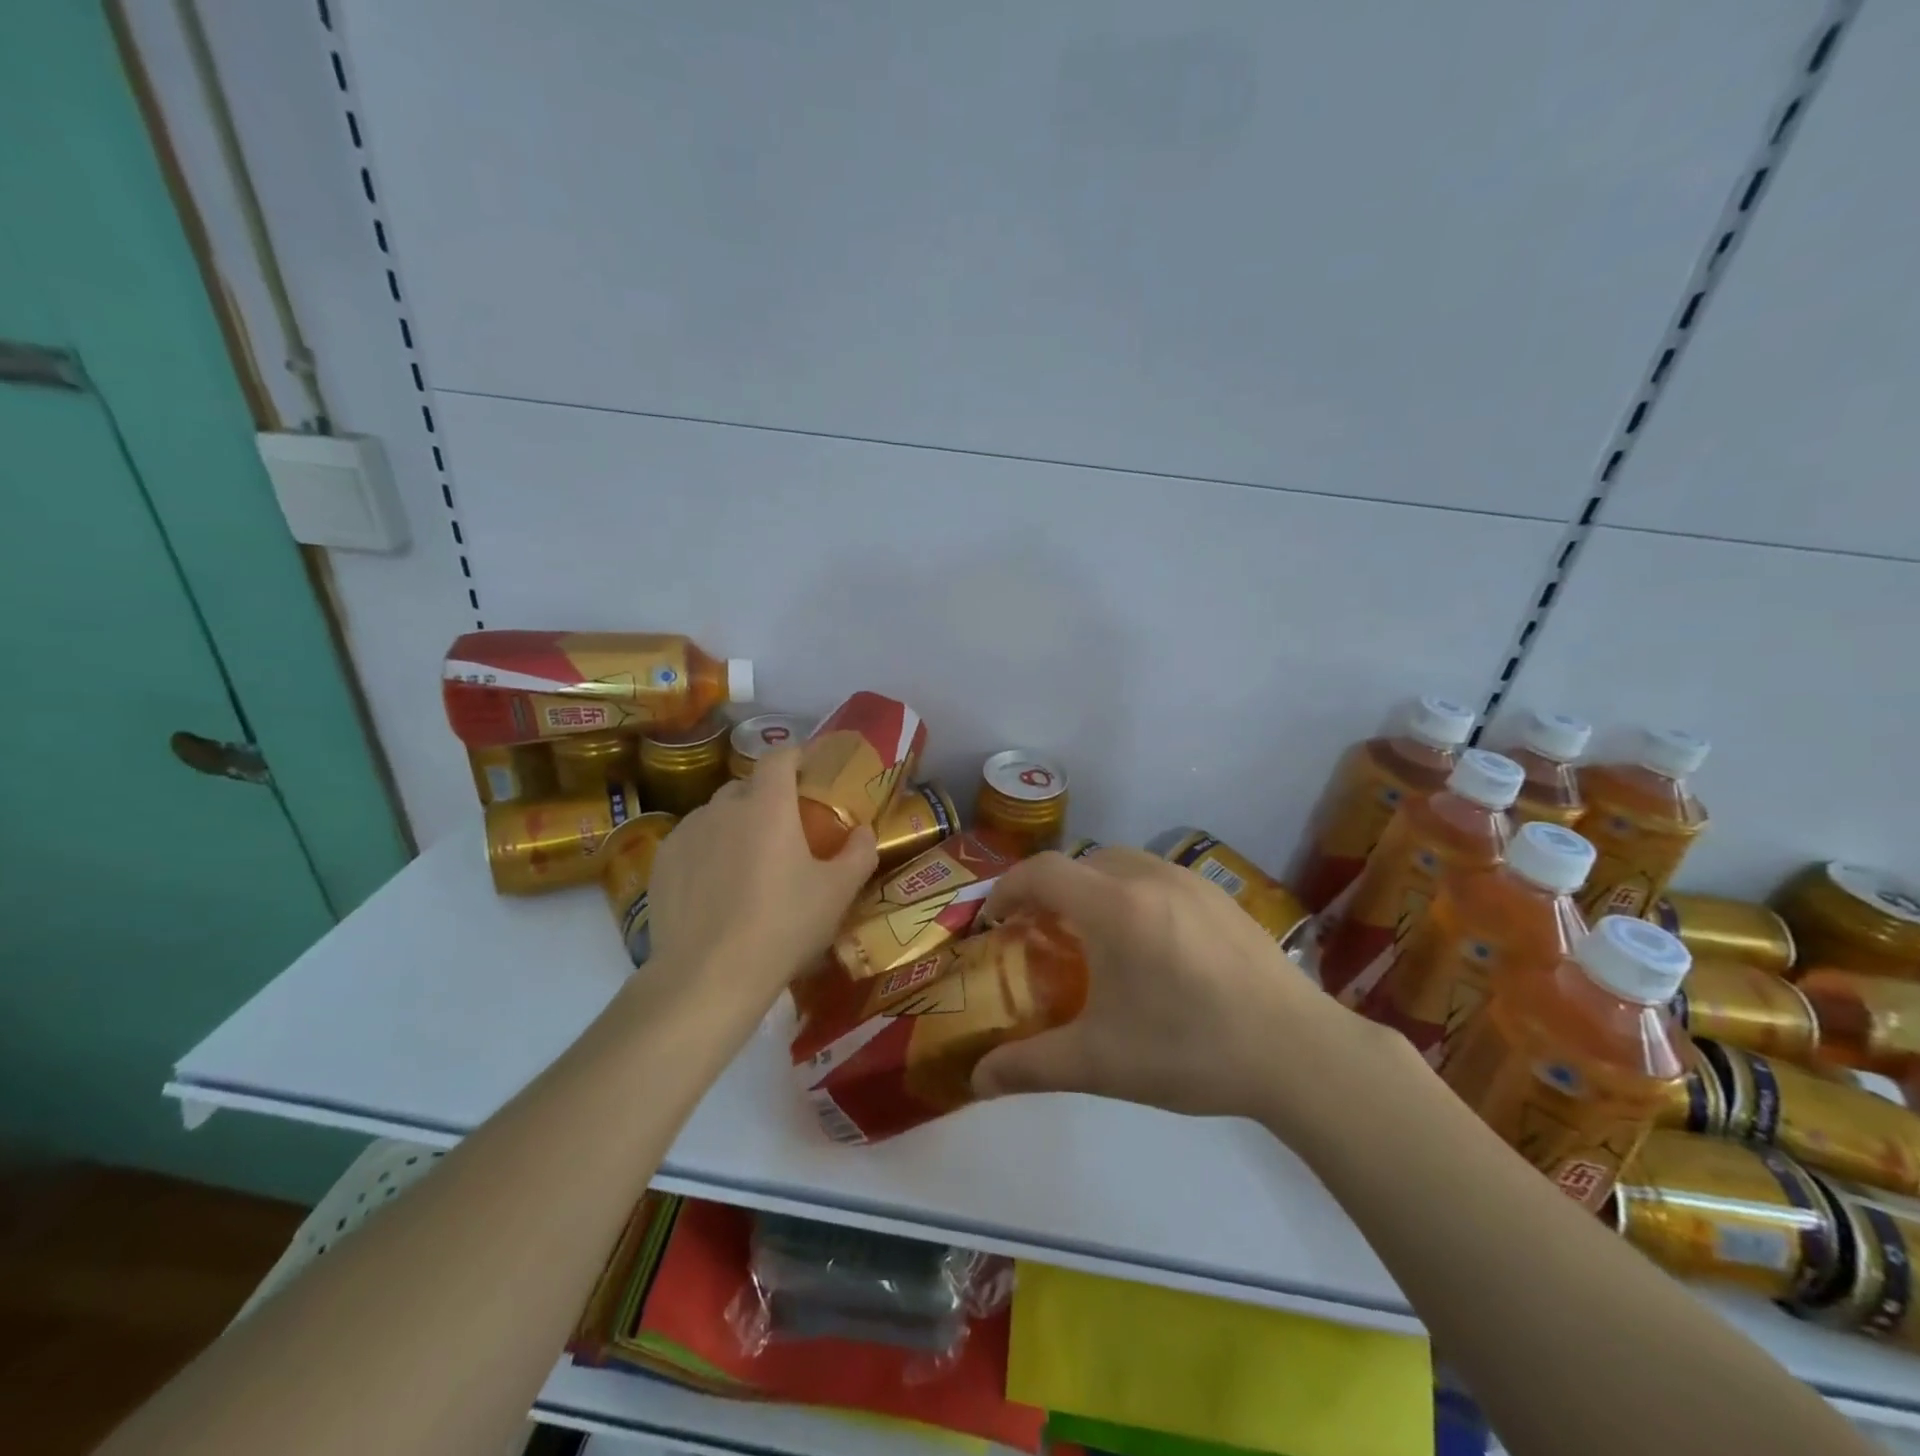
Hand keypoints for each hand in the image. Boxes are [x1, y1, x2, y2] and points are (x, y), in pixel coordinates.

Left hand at [645, 747, 877, 1010]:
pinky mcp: (662, 862)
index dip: (796, 756)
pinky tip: (716, 886)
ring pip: (717, 814)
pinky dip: (708, 850)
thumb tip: (864, 831)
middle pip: (747, 785)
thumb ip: (859, 853)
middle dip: (767, 797)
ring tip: (748, 862)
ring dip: (735, 824)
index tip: (808, 771)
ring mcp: (687, 832)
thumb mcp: (837, 893)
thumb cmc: (783, 926)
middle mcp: (723, 807)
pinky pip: (692, 841)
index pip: (779, 756)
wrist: (708, 976)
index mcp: (768, 805)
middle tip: (785, 829)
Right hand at [971, 848, 1402, 1128]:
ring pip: (1121, 863)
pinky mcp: (1221, 896)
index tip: (994, 922)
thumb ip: (1031, 1067)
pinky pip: (1157, 876)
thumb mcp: (1101, 1063)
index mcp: (1114, 906)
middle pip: (1080, 863)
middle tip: (1041, 934)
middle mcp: (1149, 877)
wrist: (1299, 1053)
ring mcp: (1191, 881)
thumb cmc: (1190, 1050)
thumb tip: (977, 1080)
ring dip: (1093, 887)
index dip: (1007, 889)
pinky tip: (1149, 943)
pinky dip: (1131, 892)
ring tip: (1094, 936)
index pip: (1042, 871)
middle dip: (1050, 890)